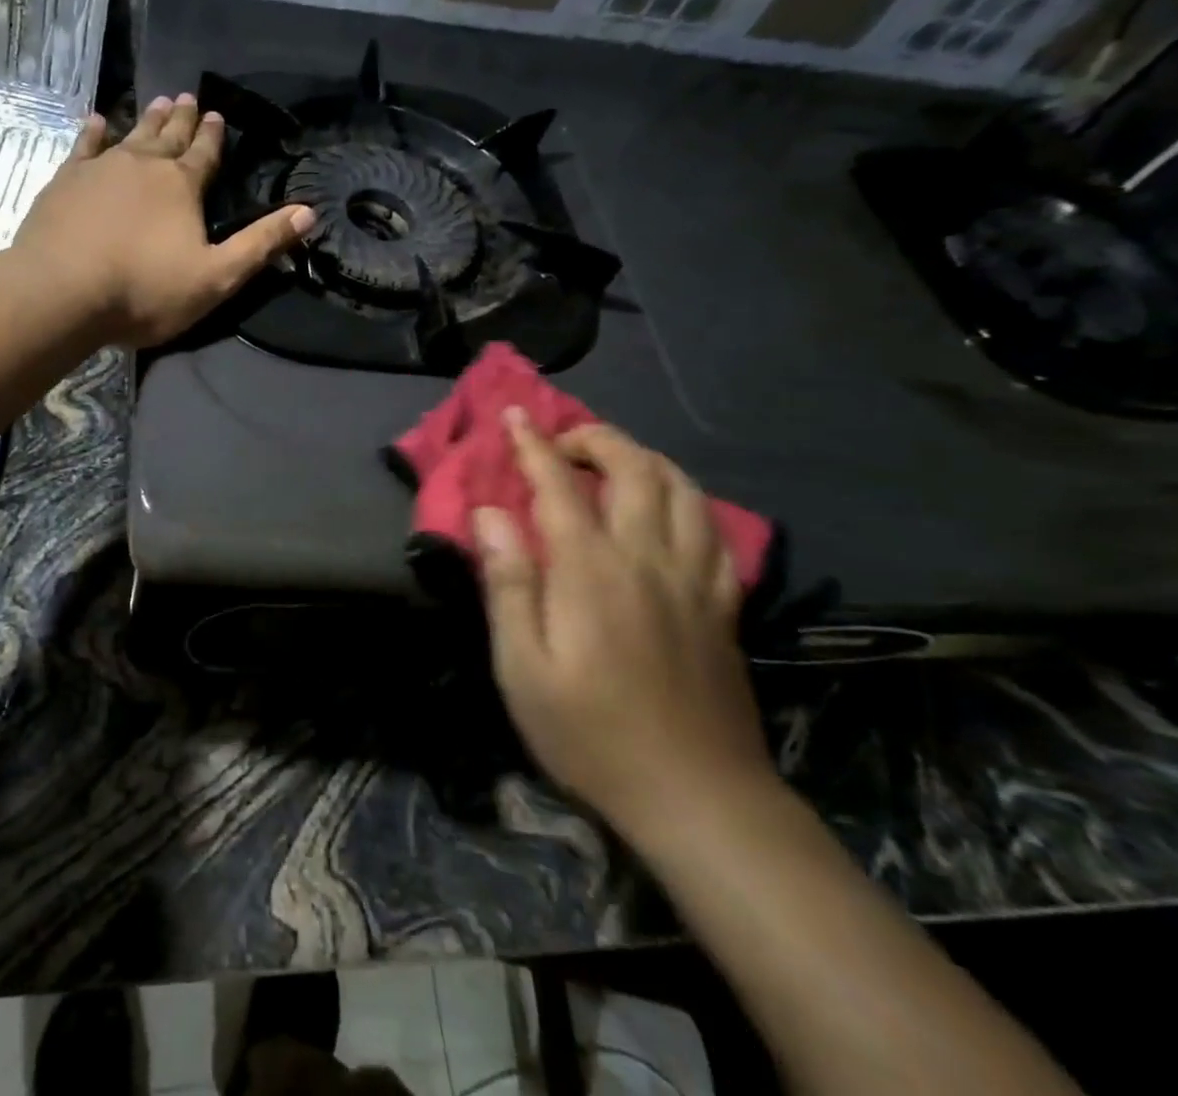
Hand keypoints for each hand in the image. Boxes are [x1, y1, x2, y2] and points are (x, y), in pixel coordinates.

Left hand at [15, 94, 315, 347]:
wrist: (61, 293)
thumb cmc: (143, 291)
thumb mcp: (216, 277)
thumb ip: (260, 244)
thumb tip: (308, 213)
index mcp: (182, 186)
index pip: (205, 153)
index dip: (214, 136)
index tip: (217, 115)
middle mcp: (144, 165)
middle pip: (169, 136)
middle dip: (182, 118)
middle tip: (188, 96)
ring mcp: (100, 168)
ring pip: (130, 134)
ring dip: (147, 118)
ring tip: (158, 101)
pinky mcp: (65, 181)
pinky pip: (83, 146)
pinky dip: (93, 132)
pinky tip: (96, 121)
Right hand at [473, 412, 773, 842]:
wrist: (698, 798)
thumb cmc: (591, 734)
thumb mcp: (522, 668)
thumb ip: (507, 583)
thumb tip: (489, 514)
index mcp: (591, 570)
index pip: (558, 484)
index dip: (533, 444)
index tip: (514, 414)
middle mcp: (648, 558)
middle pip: (633, 468)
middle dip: (594, 439)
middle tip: (561, 442)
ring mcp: (694, 579)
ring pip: (682, 488)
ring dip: (645, 457)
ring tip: (612, 462)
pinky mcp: (723, 604)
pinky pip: (714, 528)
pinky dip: (687, 499)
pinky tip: (668, 509)